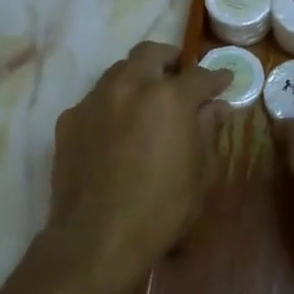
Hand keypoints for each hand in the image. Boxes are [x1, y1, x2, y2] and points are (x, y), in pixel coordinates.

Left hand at [47, 41, 231, 293]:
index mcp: (169, 98)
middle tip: (180, 76)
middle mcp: (130, 87)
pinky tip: (117, 129)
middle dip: (170, 59)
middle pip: (151, 53)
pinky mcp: (69, 120)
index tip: (225, 81)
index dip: (216, 77)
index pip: (199, 76)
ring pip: (119, 71)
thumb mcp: (201, 173)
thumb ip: (209, 131)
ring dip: (138, 77)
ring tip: (147, 99)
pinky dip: (112, 105)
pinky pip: (96, 99)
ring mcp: (94, 100)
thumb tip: (216, 107)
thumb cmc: (161, 210)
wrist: (96, 239)